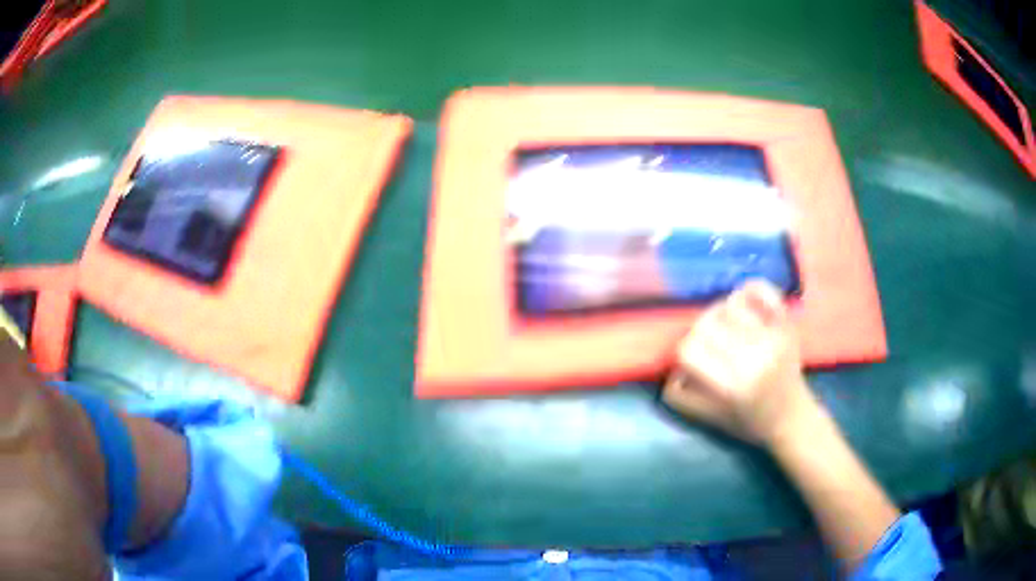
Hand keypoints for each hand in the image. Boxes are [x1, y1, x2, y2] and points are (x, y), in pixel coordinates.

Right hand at [662, 280, 817, 445]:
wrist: (792, 418)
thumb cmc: (749, 422)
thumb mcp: (710, 420)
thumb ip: (682, 397)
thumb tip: (672, 368)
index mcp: (732, 386)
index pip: (689, 350)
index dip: (684, 353)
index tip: (693, 361)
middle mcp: (752, 359)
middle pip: (706, 323)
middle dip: (700, 331)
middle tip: (708, 342)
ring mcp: (772, 339)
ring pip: (730, 304)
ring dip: (721, 311)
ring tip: (726, 325)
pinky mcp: (786, 327)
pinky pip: (765, 292)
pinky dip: (751, 289)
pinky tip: (745, 302)